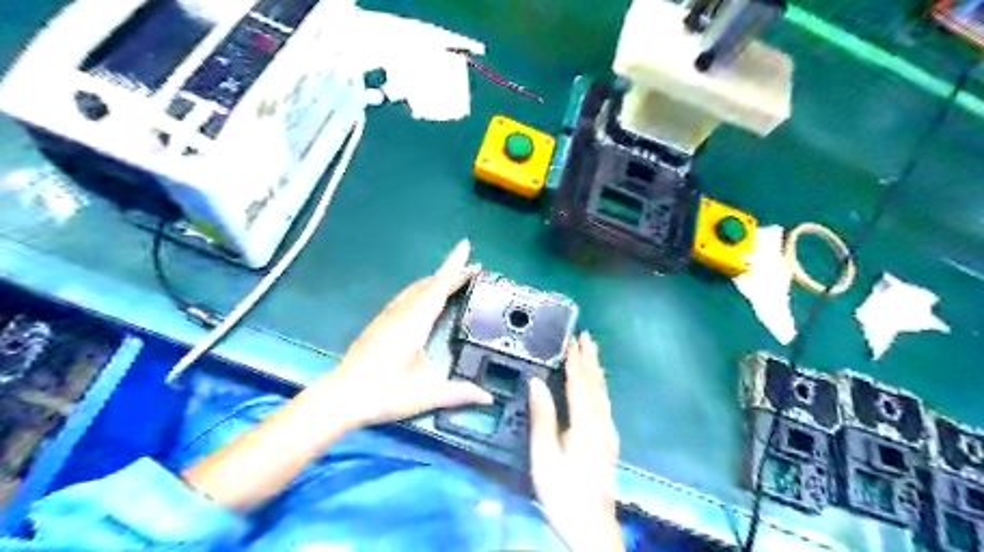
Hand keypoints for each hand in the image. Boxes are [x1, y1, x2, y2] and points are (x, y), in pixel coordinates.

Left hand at [314, 238, 496, 428]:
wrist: (341, 398)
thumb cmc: (385, 394)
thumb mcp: (427, 395)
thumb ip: (459, 393)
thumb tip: (489, 398)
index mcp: (413, 323)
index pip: (438, 287)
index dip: (455, 268)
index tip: (468, 251)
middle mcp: (400, 313)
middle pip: (428, 284)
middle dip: (450, 272)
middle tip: (471, 268)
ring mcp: (387, 316)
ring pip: (415, 289)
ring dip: (436, 280)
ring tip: (454, 279)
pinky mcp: (379, 323)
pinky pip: (406, 297)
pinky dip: (422, 290)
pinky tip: (425, 299)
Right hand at [531, 333, 621, 550]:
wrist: (592, 526)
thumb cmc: (562, 492)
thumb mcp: (544, 456)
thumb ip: (543, 417)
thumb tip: (537, 382)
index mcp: (586, 425)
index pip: (580, 384)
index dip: (575, 361)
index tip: (571, 340)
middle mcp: (602, 423)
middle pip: (596, 384)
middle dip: (590, 359)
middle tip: (587, 336)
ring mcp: (609, 433)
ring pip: (603, 393)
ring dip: (596, 370)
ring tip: (593, 352)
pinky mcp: (609, 441)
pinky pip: (605, 403)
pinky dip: (600, 386)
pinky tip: (597, 385)